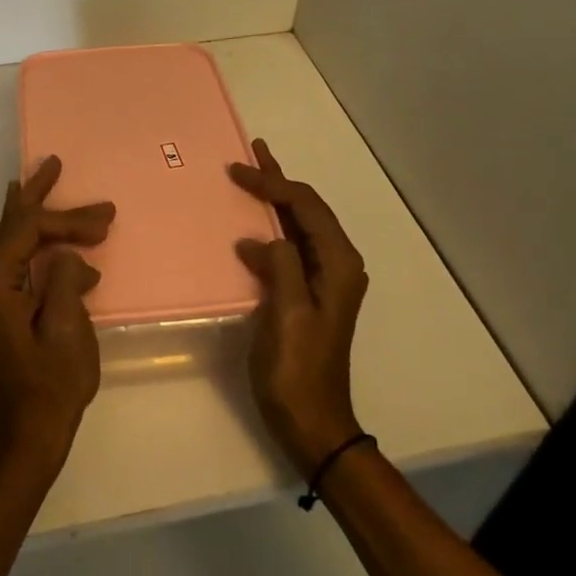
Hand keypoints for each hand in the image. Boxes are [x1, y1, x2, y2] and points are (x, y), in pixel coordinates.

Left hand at [0, 156, 115, 474]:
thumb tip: (68, 257)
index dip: (68, 220)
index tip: (105, 221)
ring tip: (46, 181)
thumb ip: (67, 277)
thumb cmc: (49, 385)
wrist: (25, 437)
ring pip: (10, 240)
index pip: (28, 230)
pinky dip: (32, 243)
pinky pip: (10, 259)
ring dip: (35, 217)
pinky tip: (42, 230)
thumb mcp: (68, 328)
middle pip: (11, 226)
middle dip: (39, 196)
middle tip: (54, 162)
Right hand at [229, 139, 368, 476]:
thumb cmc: (299, 370)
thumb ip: (282, 266)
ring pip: (299, 224)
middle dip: (278, 180)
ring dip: (276, 200)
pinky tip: (252, 225)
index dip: (273, 184)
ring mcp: (325, 279)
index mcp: (338, 264)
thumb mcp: (289, 314)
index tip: (237, 171)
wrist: (313, 423)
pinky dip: (271, 227)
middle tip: (253, 151)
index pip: (306, 206)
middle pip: (307, 208)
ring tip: (252, 176)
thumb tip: (263, 239)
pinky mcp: (309, 292)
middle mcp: (337, 264)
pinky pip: (290, 246)